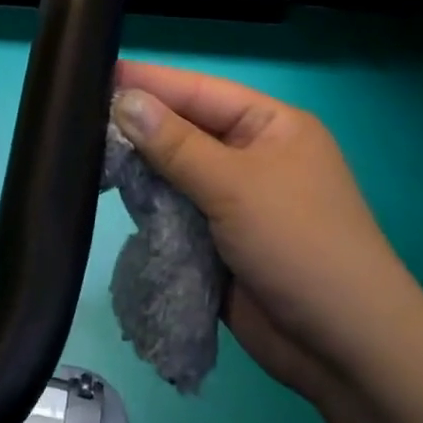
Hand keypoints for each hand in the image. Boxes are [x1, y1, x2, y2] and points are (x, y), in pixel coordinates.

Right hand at [111, 61, 422, 398]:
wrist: (344, 349)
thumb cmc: (300, 245)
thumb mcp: (236, 185)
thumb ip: (174, 143)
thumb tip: (123, 99)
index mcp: (270, 126)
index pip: (199, 91)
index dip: (150, 81)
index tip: (95, 72)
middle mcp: (251, 156)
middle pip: (184, 130)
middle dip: (139, 126)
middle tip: (77, 114)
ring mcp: (235, 200)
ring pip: (175, 172)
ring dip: (140, 168)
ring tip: (83, 151)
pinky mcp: (218, 240)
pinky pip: (175, 211)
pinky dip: (149, 206)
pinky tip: (112, 195)